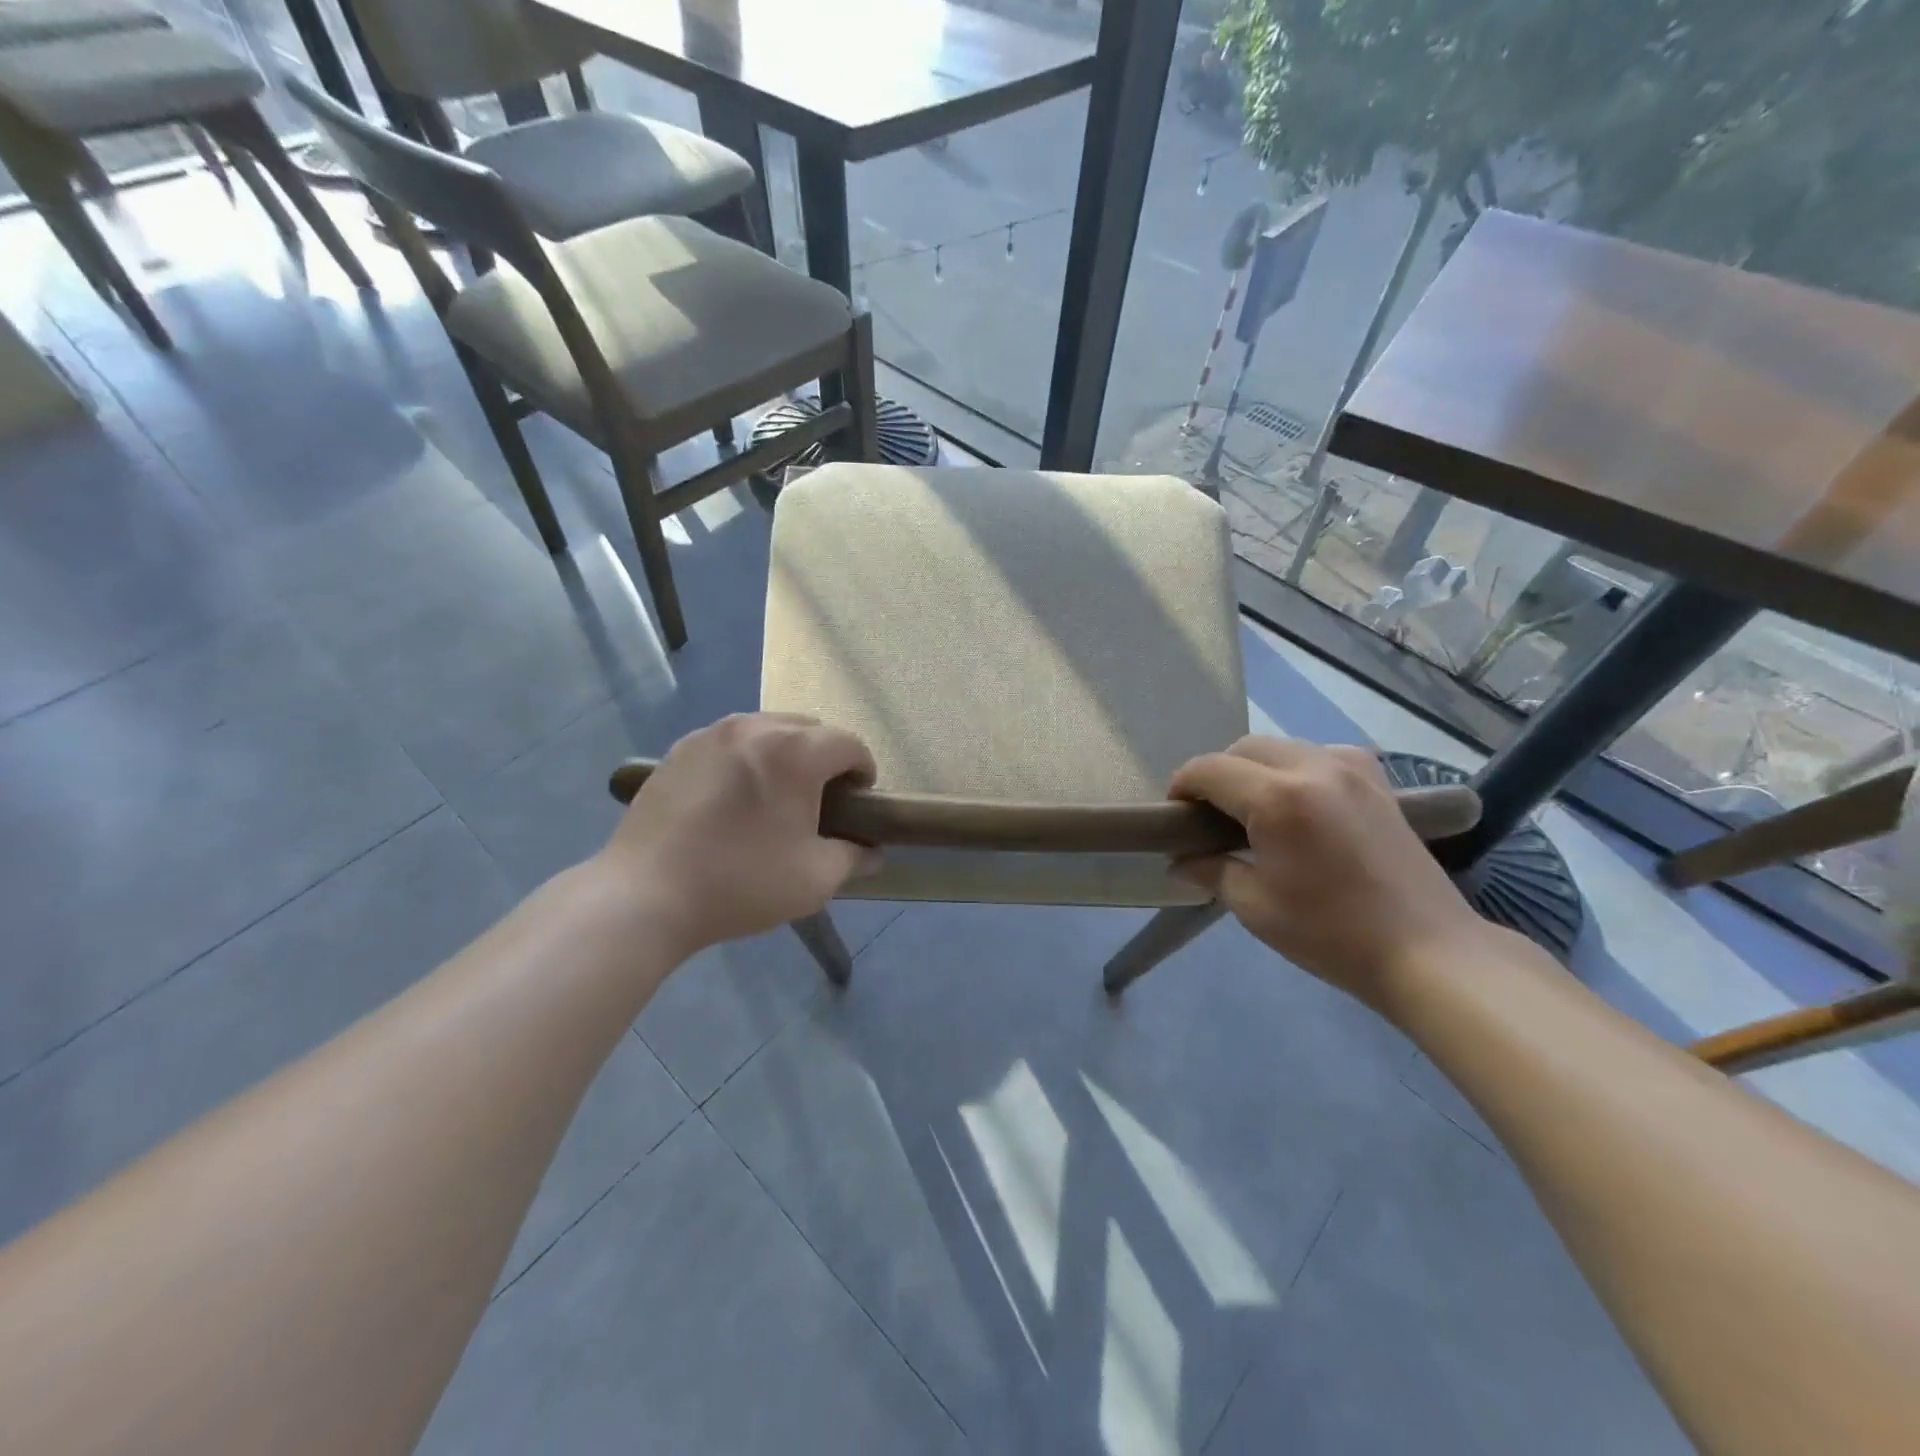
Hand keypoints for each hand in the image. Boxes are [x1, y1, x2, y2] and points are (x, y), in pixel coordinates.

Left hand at [595, 714, 880, 955]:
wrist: (645, 895)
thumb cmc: (741, 882)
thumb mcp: (815, 879)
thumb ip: (854, 857)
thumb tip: (872, 851)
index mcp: (795, 751)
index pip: (849, 744)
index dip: (863, 773)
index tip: (857, 805)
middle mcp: (755, 727)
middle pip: (809, 728)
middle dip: (825, 759)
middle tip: (818, 802)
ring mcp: (712, 734)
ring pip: (767, 729)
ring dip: (785, 754)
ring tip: (774, 797)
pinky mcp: (680, 749)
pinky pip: (730, 742)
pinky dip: (746, 759)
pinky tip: (733, 799)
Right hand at [1169, 737, 1501, 1007]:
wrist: (1427, 951)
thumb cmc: (1331, 933)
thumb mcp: (1255, 906)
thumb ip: (1211, 870)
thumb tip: (1180, 861)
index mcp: (1278, 798)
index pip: (1209, 769)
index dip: (1182, 786)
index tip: (1175, 816)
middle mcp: (1314, 767)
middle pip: (1244, 748)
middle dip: (1217, 774)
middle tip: (1210, 816)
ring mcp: (1352, 769)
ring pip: (1282, 746)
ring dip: (1256, 768)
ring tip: (1253, 810)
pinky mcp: (1378, 781)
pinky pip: (1320, 755)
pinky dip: (1296, 768)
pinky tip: (1300, 803)